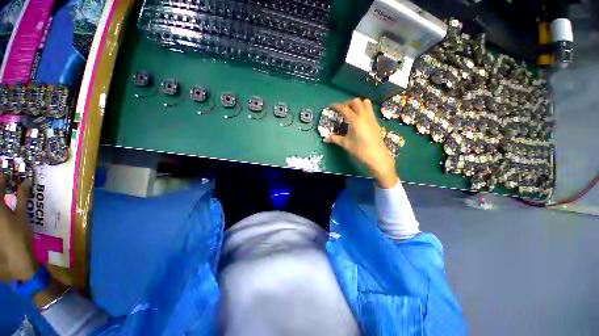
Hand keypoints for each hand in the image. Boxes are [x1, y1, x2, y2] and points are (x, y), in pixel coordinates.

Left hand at [0, 179, 38, 281]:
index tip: (6, 173)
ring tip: (4, 194)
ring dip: (1, 197)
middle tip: (5, 182)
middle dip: (0, 186)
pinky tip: (5, 205)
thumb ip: (22, 198)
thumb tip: (24, 183)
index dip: (1, 178)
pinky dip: (2, 204)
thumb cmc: (21, 234)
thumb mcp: (23, 215)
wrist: (16, 257)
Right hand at [325, 98, 398, 187]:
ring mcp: (371, 117)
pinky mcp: (376, 121)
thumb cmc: (360, 149)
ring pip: (365, 102)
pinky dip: (363, 108)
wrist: (377, 155)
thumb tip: (325, 139)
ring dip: (357, 104)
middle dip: (347, 103)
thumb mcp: (345, 144)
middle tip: (342, 110)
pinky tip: (360, 118)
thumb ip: (334, 139)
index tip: (331, 106)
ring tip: (352, 111)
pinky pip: (370, 109)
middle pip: (355, 101)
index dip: (337, 106)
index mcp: (354, 120)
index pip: (344, 108)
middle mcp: (363, 115)